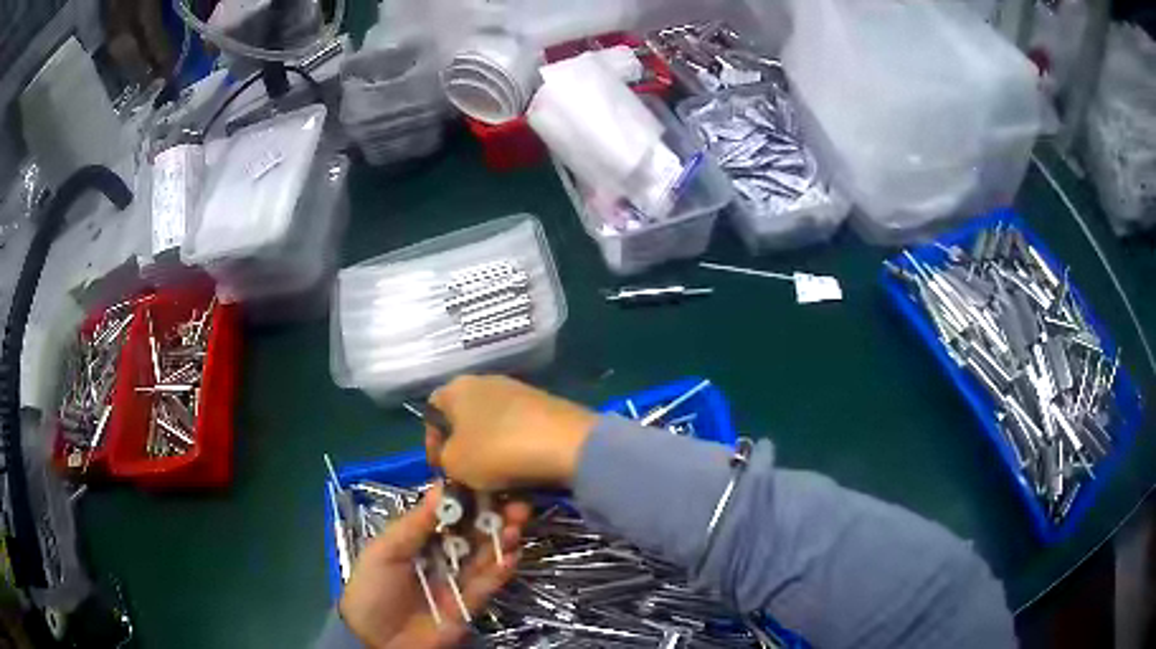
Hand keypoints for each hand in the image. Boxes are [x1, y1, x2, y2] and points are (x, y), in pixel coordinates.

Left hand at [339, 484, 529, 648]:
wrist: (375, 640)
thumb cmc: (372, 588)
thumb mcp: (386, 551)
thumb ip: (415, 523)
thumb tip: (441, 486)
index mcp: (417, 540)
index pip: (448, 516)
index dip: (469, 502)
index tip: (490, 484)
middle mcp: (440, 558)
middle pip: (471, 535)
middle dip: (492, 519)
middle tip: (516, 504)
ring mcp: (456, 582)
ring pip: (483, 557)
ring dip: (500, 540)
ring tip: (517, 525)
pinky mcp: (468, 606)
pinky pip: (486, 585)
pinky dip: (499, 571)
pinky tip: (511, 555)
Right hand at [426, 375, 597, 491]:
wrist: (566, 443)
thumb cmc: (496, 450)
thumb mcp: (454, 463)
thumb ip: (445, 459)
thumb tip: (454, 458)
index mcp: (458, 388)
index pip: (432, 412)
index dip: (432, 442)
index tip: (441, 469)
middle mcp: (486, 384)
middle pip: (467, 426)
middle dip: (467, 459)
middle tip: (470, 485)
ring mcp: (519, 395)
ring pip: (495, 438)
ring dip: (494, 468)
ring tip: (500, 496)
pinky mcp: (546, 411)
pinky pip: (521, 440)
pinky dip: (518, 463)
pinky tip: (523, 487)